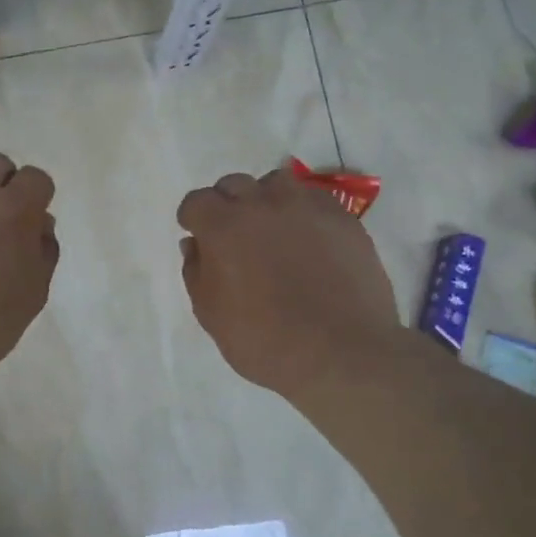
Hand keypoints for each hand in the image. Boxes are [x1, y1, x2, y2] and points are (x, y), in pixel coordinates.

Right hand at [177, 167, 401, 403]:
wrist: (340, 353)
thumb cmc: (264, 341)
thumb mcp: (211, 315)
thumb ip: (196, 273)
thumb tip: (194, 245)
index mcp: (223, 227)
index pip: (196, 202)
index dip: (194, 219)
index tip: (199, 237)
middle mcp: (262, 204)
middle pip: (234, 185)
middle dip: (227, 205)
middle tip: (235, 238)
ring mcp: (305, 206)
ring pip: (276, 183)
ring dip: (266, 200)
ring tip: (273, 231)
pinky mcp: (341, 217)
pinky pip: (313, 198)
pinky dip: (302, 211)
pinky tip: (308, 240)